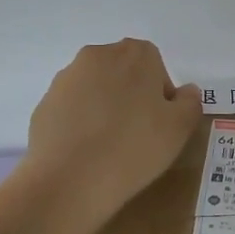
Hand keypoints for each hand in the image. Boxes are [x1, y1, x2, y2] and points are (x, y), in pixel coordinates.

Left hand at [26, 39, 202, 218]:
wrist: (70, 179)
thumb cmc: (135, 147)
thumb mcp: (180, 127)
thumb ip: (189, 102)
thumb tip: (184, 92)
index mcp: (135, 54)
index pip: (155, 65)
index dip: (160, 94)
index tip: (159, 123)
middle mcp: (97, 56)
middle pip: (122, 72)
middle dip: (131, 96)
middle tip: (137, 134)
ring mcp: (66, 78)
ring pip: (95, 89)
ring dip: (104, 108)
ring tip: (108, 146)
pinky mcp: (45, 103)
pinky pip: (72, 109)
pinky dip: (80, 123)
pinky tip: (85, 152)